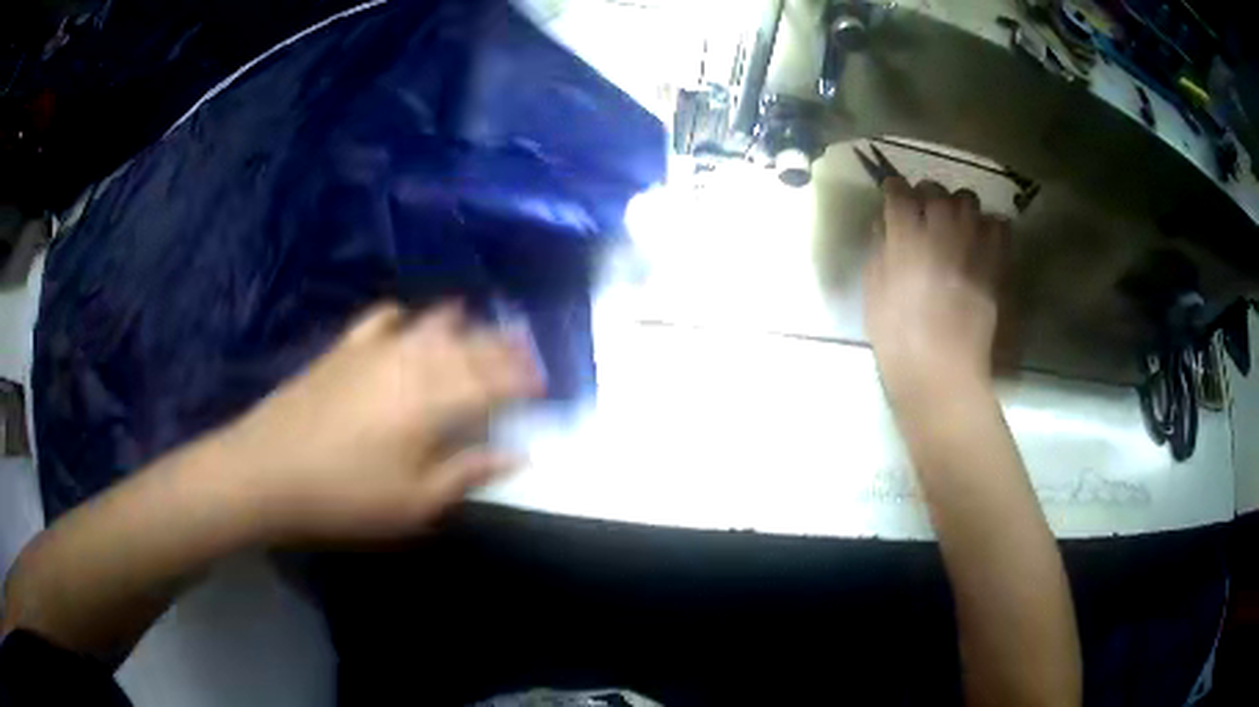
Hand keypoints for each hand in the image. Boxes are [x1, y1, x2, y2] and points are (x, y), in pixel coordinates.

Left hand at [214, 302, 543, 541]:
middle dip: (502, 345)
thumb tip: (515, 454)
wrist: (268, 471)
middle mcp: (412, 363)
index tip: (544, 381)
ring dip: (462, 324)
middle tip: (525, 345)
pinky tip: (407, 320)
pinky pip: (382, 319)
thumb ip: (467, 473)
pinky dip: (403, 317)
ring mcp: (375, 350)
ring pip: (431, 326)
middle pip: (469, 346)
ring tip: (479, 322)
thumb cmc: (346, 497)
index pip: (494, 381)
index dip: (524, 379)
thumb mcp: (414, 502)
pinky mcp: (344, 349)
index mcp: (434, 403)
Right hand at [863, 177, 1009, 410]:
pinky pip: (999, 227)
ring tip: (954, 224)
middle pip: (936, 189)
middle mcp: (941, 231)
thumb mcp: (873, 294)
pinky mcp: (995, 264)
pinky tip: (980, 242)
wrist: (941, 374)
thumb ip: (879, 252)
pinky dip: (990, 227)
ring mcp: (973, 246)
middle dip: (926, 195)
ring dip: (958, 207)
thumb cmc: (897, 340)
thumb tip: (886, 227)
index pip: (899, 191)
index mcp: (905, 237)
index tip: (892, 198)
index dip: (894, 191)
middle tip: (923, 213)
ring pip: (969, 201)